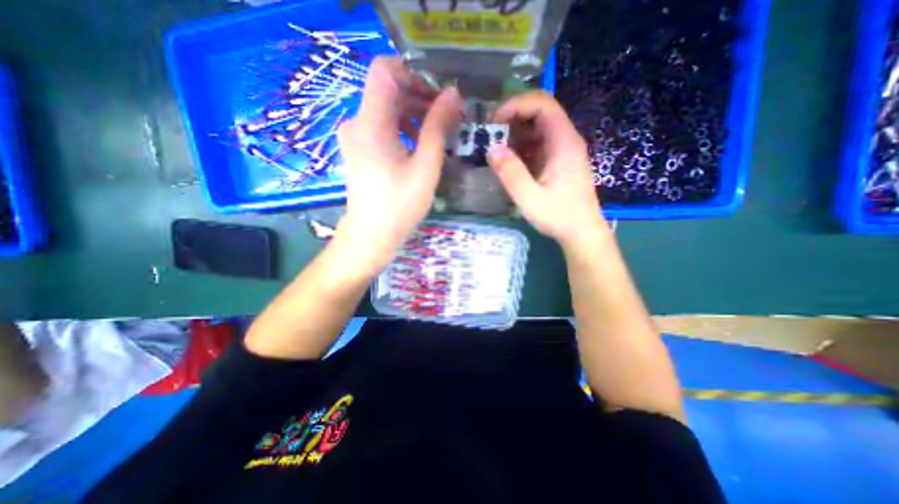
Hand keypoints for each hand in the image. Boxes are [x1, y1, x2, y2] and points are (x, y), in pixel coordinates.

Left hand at [337, 58, 462, 272]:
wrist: (371, 235)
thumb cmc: (400, 205)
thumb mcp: (425, 166)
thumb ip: (438, 127)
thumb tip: (453, 94)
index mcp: (370, 122)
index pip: (384, 69)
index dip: (413, 73)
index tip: (437, 95)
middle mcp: (357, 122)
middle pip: (387, 90)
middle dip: (419, 97)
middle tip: (445, 118)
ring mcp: (355, 136)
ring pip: (386, 109)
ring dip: (413, 115)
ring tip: (437, 134)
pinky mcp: (359, 149)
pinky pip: (382, 127)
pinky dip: (402, 129)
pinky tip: (419, 146)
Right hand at [488, 90, 607, 247]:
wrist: (582, 232)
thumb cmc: (559, 216)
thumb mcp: (530, 198)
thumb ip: (511, 173)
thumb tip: (491, 149)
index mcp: (563, 142)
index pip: (542, 104)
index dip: (516, 105)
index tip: (494, 122)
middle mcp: (565, 139)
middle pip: (539, 112)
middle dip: (512, 118)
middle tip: (490, 136)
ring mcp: (562, 150)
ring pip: (537, 128)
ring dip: (515, 134)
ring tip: (495, 149)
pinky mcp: (558, 161)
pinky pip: (538, 144)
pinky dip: (521, 147)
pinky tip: (509, 162)